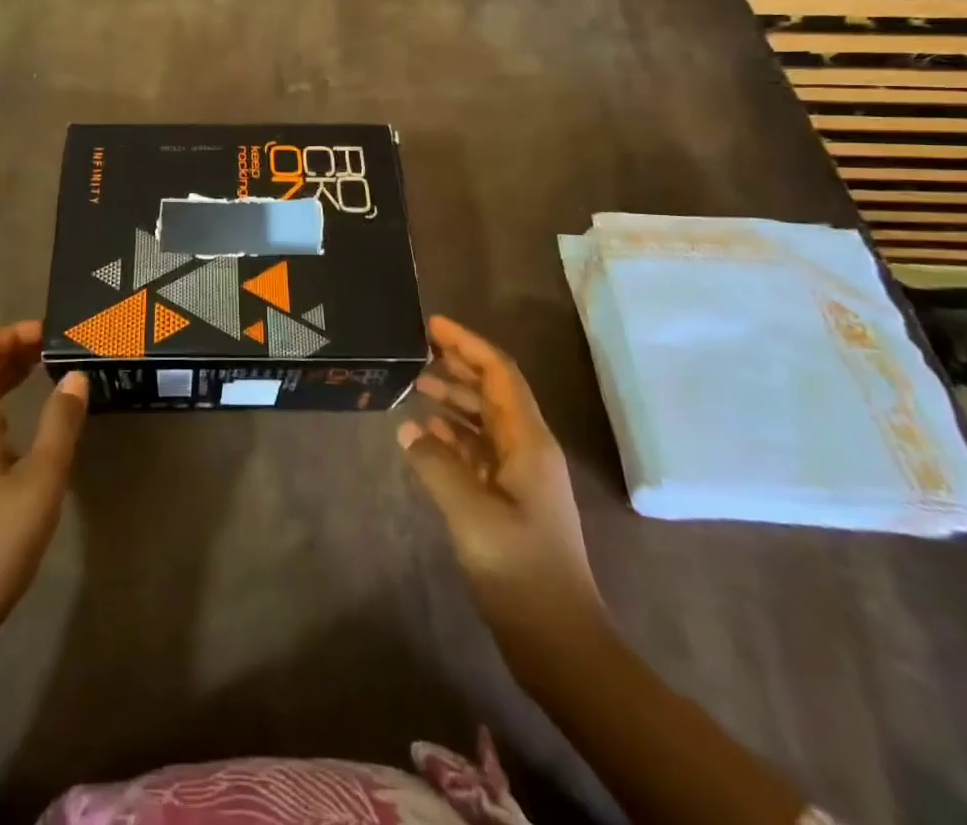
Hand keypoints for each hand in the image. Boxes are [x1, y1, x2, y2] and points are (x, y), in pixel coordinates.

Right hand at [399, 316, 602, 641]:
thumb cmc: (520, 569)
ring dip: (454, 398)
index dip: (468, 345)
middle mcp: (527, 449)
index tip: (432, 325)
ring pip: (484, 420)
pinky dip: (453, 434)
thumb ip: (435, 463)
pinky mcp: (508, 500)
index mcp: (528, 442)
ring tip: (416, 384)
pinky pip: (478, 451)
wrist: (558, 641)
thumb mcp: (470, 512)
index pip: (499, 374)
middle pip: (493, 391)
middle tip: (417, 348)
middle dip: (459, 365)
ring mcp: (519, 476)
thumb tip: (407, 427)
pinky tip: (426, 432)